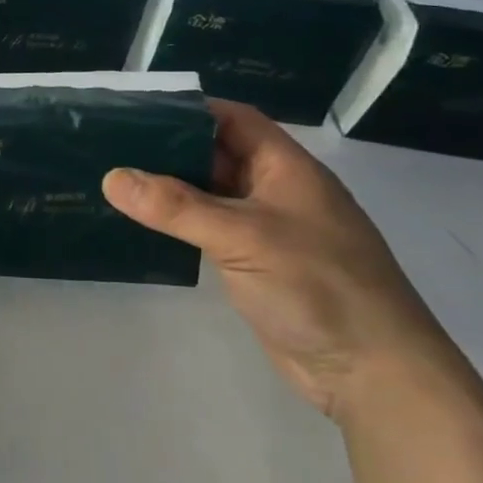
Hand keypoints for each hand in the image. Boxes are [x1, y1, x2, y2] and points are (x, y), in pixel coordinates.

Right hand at [102, 100, 463, 422]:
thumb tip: (111, 177)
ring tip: (113, 178)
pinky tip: (141, 223)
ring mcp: (266, 230)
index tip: (136, 109)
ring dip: (169, 187)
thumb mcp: (244, 237)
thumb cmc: (317, 287)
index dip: (190, 109)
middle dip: (169, 146)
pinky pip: (208, 229)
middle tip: (110, 143)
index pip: (235, 120)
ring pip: (209, 193)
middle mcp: (277, 192)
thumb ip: (176, 206)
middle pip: (217, 154)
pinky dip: (177, 222)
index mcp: (287, 169)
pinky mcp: (254, 264)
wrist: (372, 373)